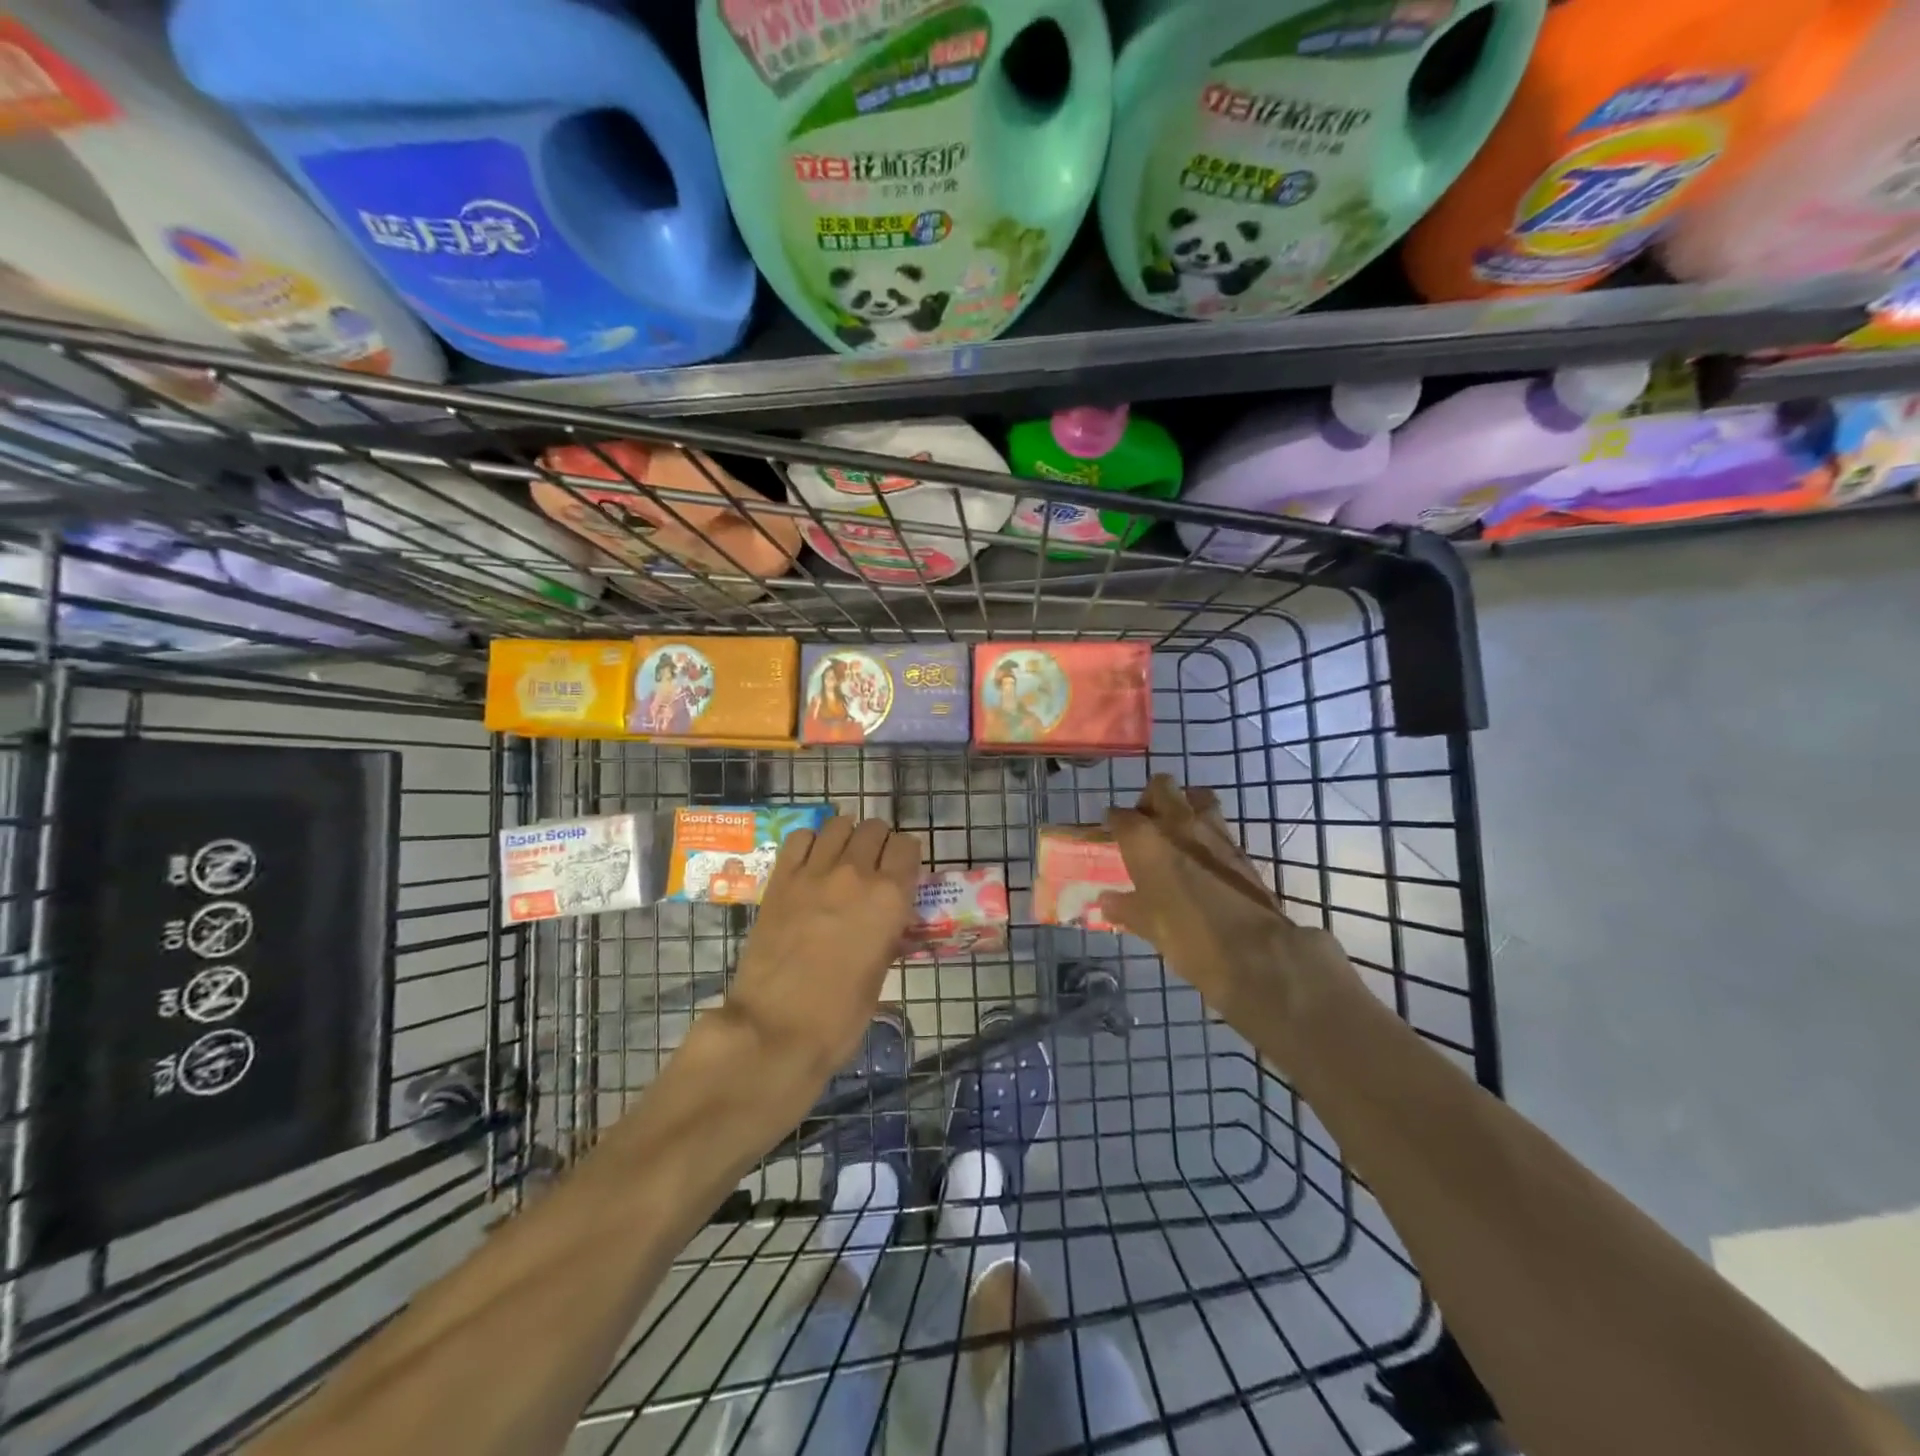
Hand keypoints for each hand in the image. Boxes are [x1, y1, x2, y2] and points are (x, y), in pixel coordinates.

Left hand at [723, 816, 921, 1096]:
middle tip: (873, 865)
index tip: (901, 870)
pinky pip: (800, 838)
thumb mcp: (880, 972)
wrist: (775, 1029)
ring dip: (847, 835)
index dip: (906, 856)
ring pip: (839, 824)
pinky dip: (811, 842)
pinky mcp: (780, 879)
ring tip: (842, 857)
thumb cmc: (839, 1015)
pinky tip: (811, 861)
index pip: (907, 846)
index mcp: (890, 897)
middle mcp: (856, 873)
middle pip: (874, 828)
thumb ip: (886, 932)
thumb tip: (886, 920)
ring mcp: (814, 872)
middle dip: (878, 841)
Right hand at [1098, 775, 1353, 1024]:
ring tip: (1177, 831)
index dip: (1113, 823)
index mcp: (1144, 839)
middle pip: (1160, 786)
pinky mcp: (1238, 846)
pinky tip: (1201, 855)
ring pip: (1195, 796)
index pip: (1119, 815)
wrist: (1253, 951)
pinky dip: (1206, 830)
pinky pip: (1217, 823)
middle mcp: (1177, 823)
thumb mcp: (1146, 925)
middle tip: (1145, 824)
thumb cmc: (1186, 935)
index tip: (1111, 834)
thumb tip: (1106, 901)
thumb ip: (1124, 907)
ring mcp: (1213, 831)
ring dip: (1184, 805)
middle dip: (1150, 799)